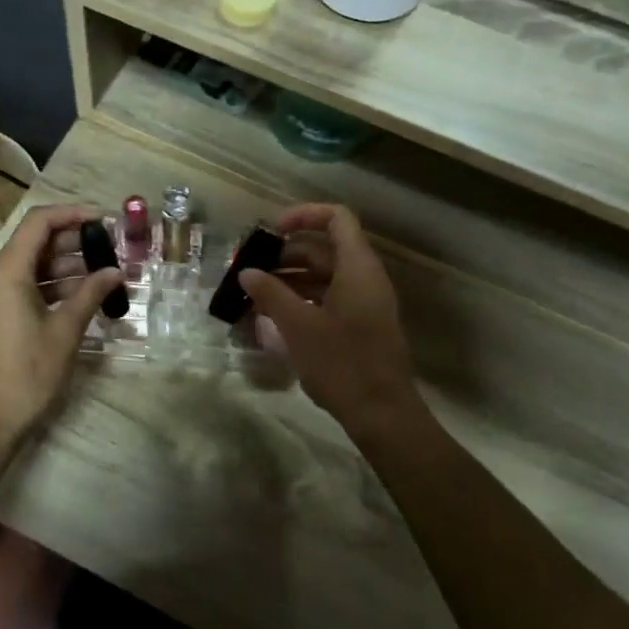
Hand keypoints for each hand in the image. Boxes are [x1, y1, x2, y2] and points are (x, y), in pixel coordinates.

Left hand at [0, 204, 121, 445]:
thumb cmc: (29, 373)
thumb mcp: (65, 331)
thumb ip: (91, 294)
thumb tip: (115, 272)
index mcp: (5, 272)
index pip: (39, 222)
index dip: (73, 214)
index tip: (105, 220)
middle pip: (35, 242)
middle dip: (74, 243)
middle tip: (111, 249)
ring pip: (30, 266)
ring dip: (66, 266)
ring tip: (104, 275)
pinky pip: (23, 286)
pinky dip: (51, 286)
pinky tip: (82, 296)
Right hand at [239, 204, 421, 434]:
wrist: (381, 413)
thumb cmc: (342, 363)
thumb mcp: (299, 326)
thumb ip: (271, 294)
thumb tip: (246, 273)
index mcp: (357, 268)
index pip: (337, 218)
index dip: (304, 215)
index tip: (270, 231)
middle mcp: (364, 278)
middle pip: (325, 248)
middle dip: (285, 254)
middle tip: (250, 269)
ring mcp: (364, 303)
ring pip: (324, 276)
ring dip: (289, 279)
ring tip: (254, 293)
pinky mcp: (359, 325)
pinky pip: (328, 298)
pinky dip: (301, 299)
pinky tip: (273, 316)